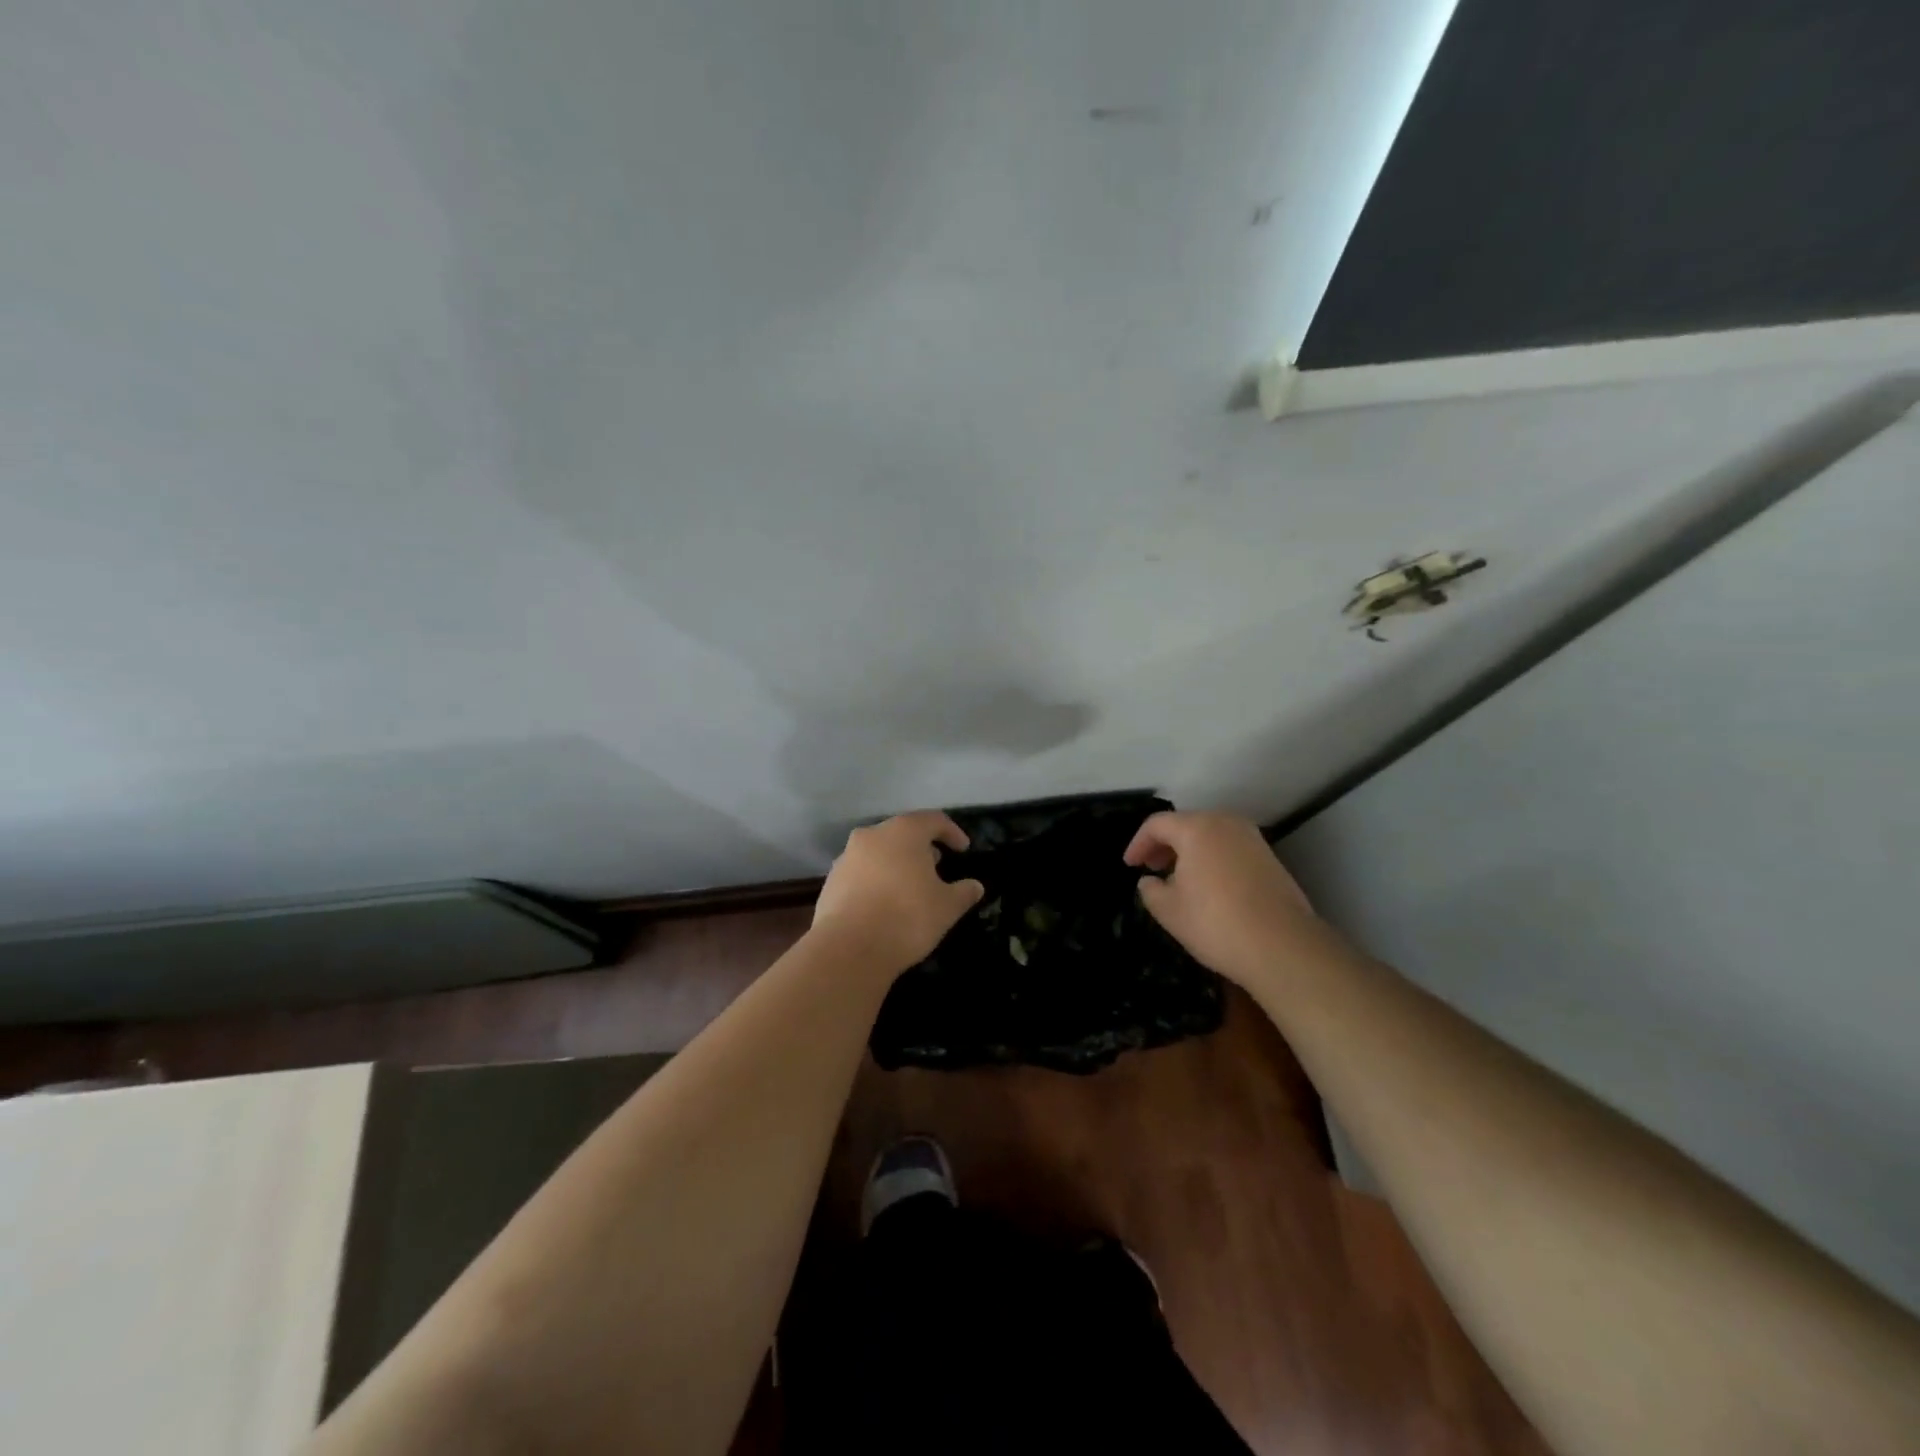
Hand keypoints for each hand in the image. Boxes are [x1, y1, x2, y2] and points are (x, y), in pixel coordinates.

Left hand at [811, 811, 985, 974]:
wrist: (848, 949)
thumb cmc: (906, 917)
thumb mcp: (947, 907)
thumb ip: (964, 892)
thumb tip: (975, 886)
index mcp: (903, 832)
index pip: (933, 820)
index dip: (952, 832)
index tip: (963, 849)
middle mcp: (872, 835)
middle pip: (902, 833)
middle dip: (921, 847)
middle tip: (936, 866)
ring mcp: (847, 857)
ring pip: (879, 852)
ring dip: (896, 863)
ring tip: (910, 887)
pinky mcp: (831, 881)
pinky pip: (861, 873)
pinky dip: (876, 880)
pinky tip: (884, 904)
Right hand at [1124, 811, 1320, 983]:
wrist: (1283, 947)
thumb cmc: (1216, 923)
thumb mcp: (1169, 911)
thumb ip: (1151, 890)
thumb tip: (1150, 881)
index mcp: (1197, 829)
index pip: (1156, 824)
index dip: (1138, 843)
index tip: (1129, 865)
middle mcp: (1226, 823)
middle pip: (1186, 824)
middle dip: (1164, 844)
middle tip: (1151, 868)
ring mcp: (1252, 839)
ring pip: (1210, 835)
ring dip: (1190, 851)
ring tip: (1178, 879)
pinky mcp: (1270, 858)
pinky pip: (1230, 849)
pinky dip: (1213, 859)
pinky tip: (1209, 887)